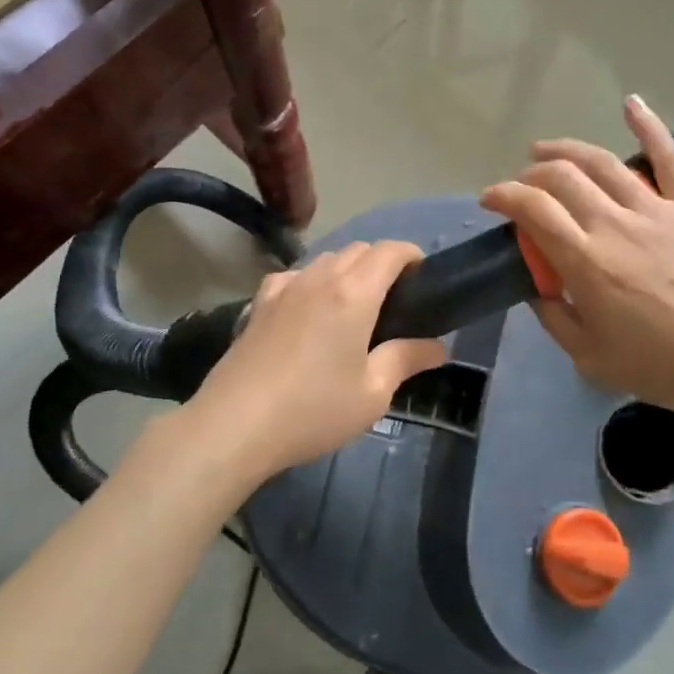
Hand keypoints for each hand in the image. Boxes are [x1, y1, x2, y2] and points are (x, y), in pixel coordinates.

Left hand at [181, 240, 449, 487]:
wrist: (235, 425)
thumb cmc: (313, 410)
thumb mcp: (372, 393)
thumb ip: (406, 360)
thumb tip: (438, 346)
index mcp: (353, 293)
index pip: (389, 250)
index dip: (412, 255)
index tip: (423, 278)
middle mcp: (318, 278)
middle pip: (358, 249)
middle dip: (381, 263)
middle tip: (394, 301)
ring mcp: (284, 287)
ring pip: (324, 259)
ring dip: (346, 270)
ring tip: (353, 307)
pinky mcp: (258, 303)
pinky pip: (294, 276)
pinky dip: (311, 282)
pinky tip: (308, 310)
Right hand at [480, 96, 673, 435]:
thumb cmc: (661, 367)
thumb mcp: (589, 356)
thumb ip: (553, 317)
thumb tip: (537, 287)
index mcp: (586, 261)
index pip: (532, 209)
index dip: (503, 196)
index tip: (489, 200)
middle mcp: (616, 224)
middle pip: (561, 177)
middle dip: (530, 174)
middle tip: (521, 187)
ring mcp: (657, 209)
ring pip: (602, 161)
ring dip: (566, 149)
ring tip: (544, 149)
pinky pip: (670, 157)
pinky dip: (649, 125)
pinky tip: (630, 104)